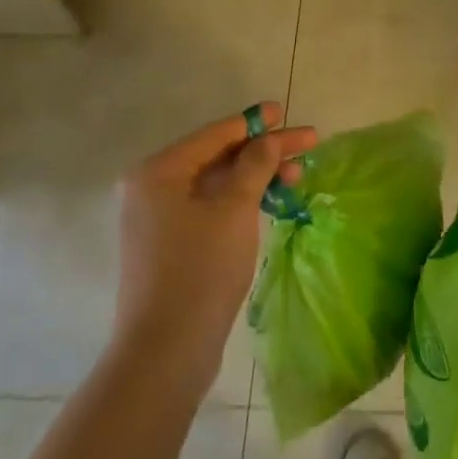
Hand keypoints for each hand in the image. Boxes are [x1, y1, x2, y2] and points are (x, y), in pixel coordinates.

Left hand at [115, 104, 315, 379]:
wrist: (167, 346)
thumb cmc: (201, 268)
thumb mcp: (234, 208)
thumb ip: (254, 165)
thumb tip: (267, 139)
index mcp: (158, 171)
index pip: (215, 135)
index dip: (254, 123)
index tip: (285, 113)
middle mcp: (151, 189)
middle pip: (216, 158)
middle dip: (262, 151)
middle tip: (306, 146)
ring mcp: (158, 219)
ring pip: (216, 185)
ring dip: (255, 177)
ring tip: (296, 176)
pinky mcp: (170, 245)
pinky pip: (209, 209)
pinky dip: (240, 201)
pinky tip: (268, 202)